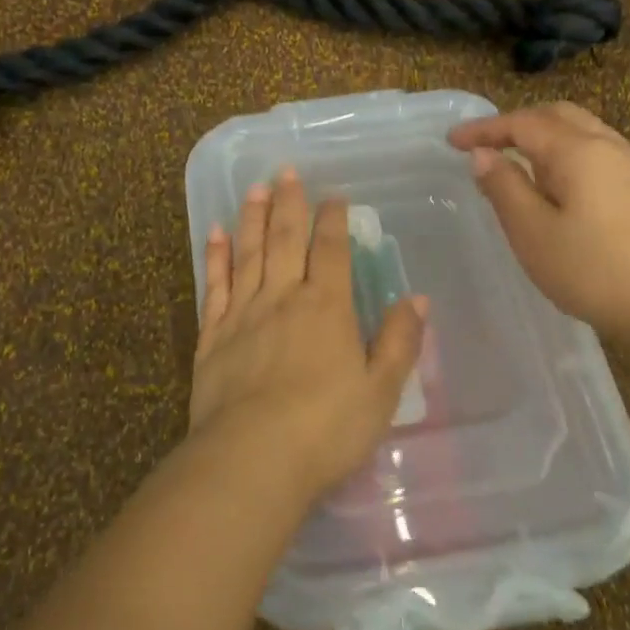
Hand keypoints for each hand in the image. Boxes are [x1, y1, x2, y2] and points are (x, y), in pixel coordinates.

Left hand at [192, 170, 427, 497]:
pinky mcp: (212, 335)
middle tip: (286, 171)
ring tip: (254, 188)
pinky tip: (214, 234)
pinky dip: (215, 257)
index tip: (334, 196)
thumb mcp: (381, 391)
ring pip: (248, 253)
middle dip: (288, 203)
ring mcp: (243, 313)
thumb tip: (417, 299)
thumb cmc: (326, 428)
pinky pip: (214, 285)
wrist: (252, 458)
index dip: (333, 219)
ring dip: (252, 217)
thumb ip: (399, 342)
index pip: (330, 249)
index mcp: (326, 307)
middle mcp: (282, 297)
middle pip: (285, 239)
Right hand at [447, 103, 629, 341]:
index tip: (451, 140)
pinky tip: (553, 181)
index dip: (484, 129)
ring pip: (578, 129)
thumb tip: (483, 154)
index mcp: (577, 151)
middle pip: (555, 115)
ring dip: (541, 134)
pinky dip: (563, 150)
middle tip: (483, 144)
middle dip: (515, 123)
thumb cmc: (593, 271)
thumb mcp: (533, 232)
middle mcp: (606, 145)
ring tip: (514, 159)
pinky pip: (594, 148)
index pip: (522, 123)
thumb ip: (504, 187)